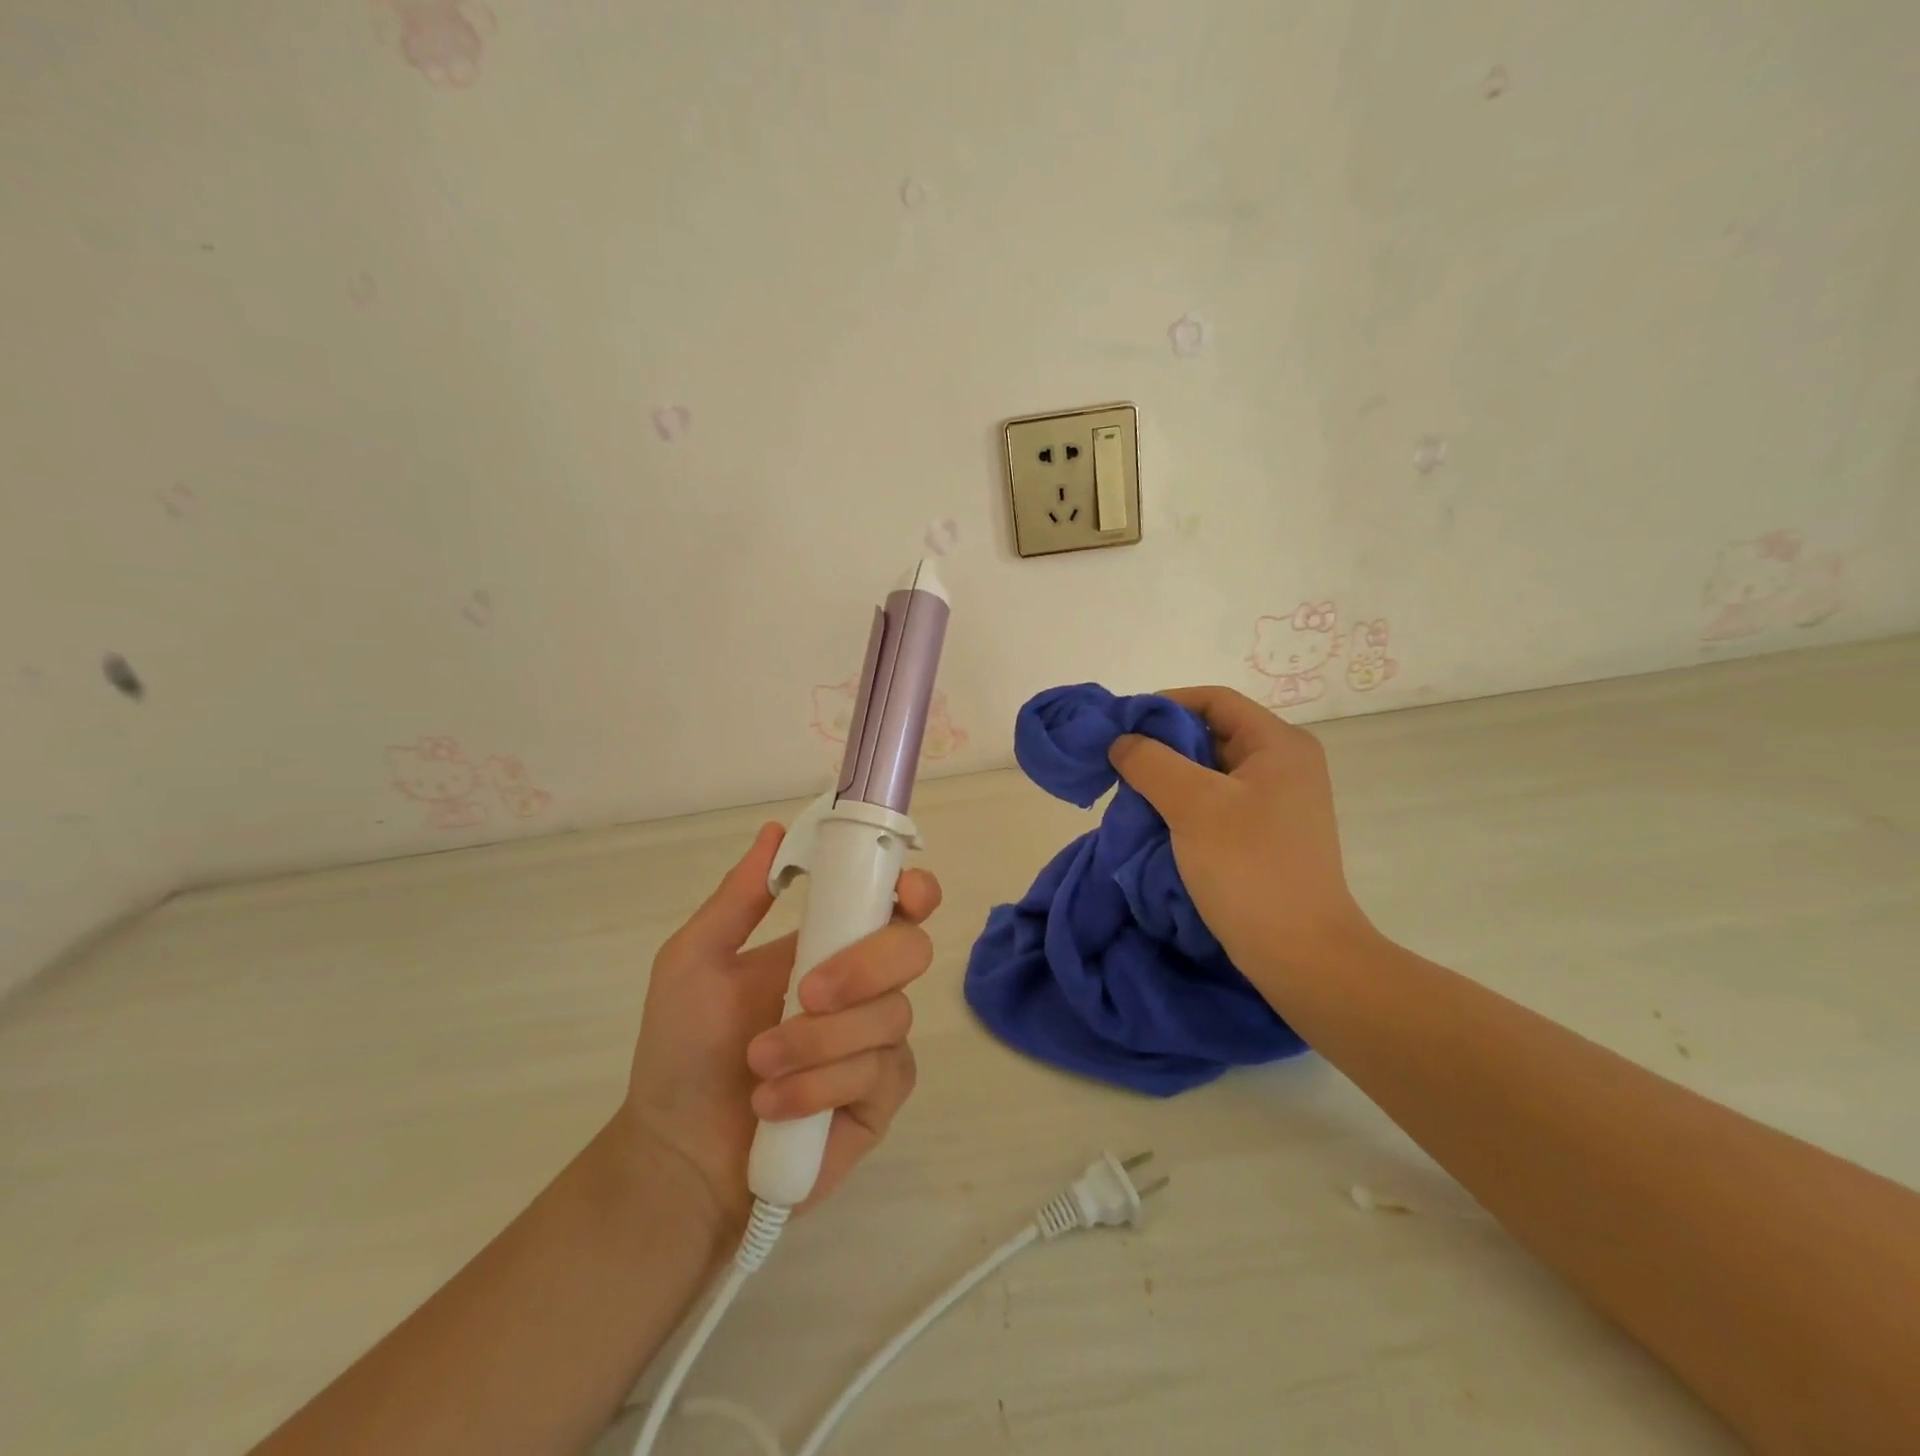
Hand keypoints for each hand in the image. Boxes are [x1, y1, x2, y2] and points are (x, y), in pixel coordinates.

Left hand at [617, 822, 940, 1238]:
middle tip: (804, 993)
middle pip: (912, 951)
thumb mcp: (694, 961)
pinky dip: (820, 1085)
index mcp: (831, 945)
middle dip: (863, 967)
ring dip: (818, 1041)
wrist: (677, 1152)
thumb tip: (775, 830)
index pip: (897, 905)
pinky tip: (775, 1105)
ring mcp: (878, 1043)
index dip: (915, 890)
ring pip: (890, 1017)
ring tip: (759, 1066)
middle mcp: (866, 987)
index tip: (904, 891)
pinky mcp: (881, 1098)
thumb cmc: (683, 1049)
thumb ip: (738, 898)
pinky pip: (878, 1074)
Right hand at [1108, 686, 1373, 984]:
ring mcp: (1276, 802)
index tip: (1121, 728)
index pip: (1214, 700)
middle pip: (1211, 733)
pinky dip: (1182, 806)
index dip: (1164, 704)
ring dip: (1168, 779)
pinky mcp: (1264, 835)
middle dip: (1162, 746)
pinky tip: (1155, 824)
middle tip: (1121, 766)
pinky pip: (1216, 803)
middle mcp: (1282, 764)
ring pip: (1209, 772)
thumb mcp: (1193, 805)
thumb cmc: (1249, 867)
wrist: (1300, 954)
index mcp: (1278, 744)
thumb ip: (1150, 762)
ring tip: (1132, 797)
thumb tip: (1122, 742)